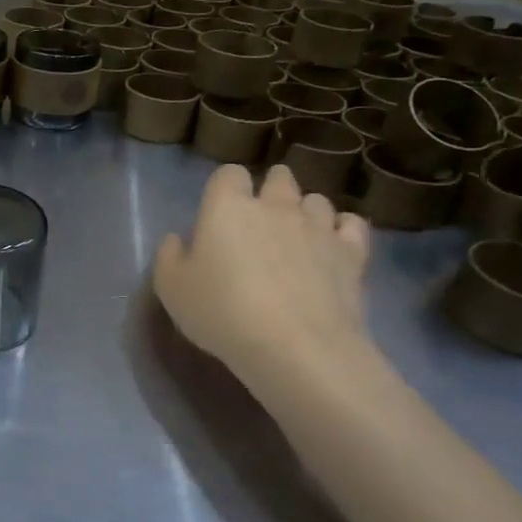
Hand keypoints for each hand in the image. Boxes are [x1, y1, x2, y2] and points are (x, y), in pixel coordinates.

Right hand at [154, 164, 373, 391]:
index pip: (228, 174)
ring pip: (315, 199)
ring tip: (297, 237)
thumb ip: (169, 256)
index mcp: (227, 207)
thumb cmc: (222, 313)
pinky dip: (341, 230)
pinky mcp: (352, 252)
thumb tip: (177, 239)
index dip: (225, 188)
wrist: (295, 347)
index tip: (219, 212)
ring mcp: (318, 226)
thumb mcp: (171, 289)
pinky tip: (332, 247)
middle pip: (278, 177)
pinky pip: (351, 224)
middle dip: (270, 189)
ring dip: (305, 211)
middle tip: (259, 220)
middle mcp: (275, 205)